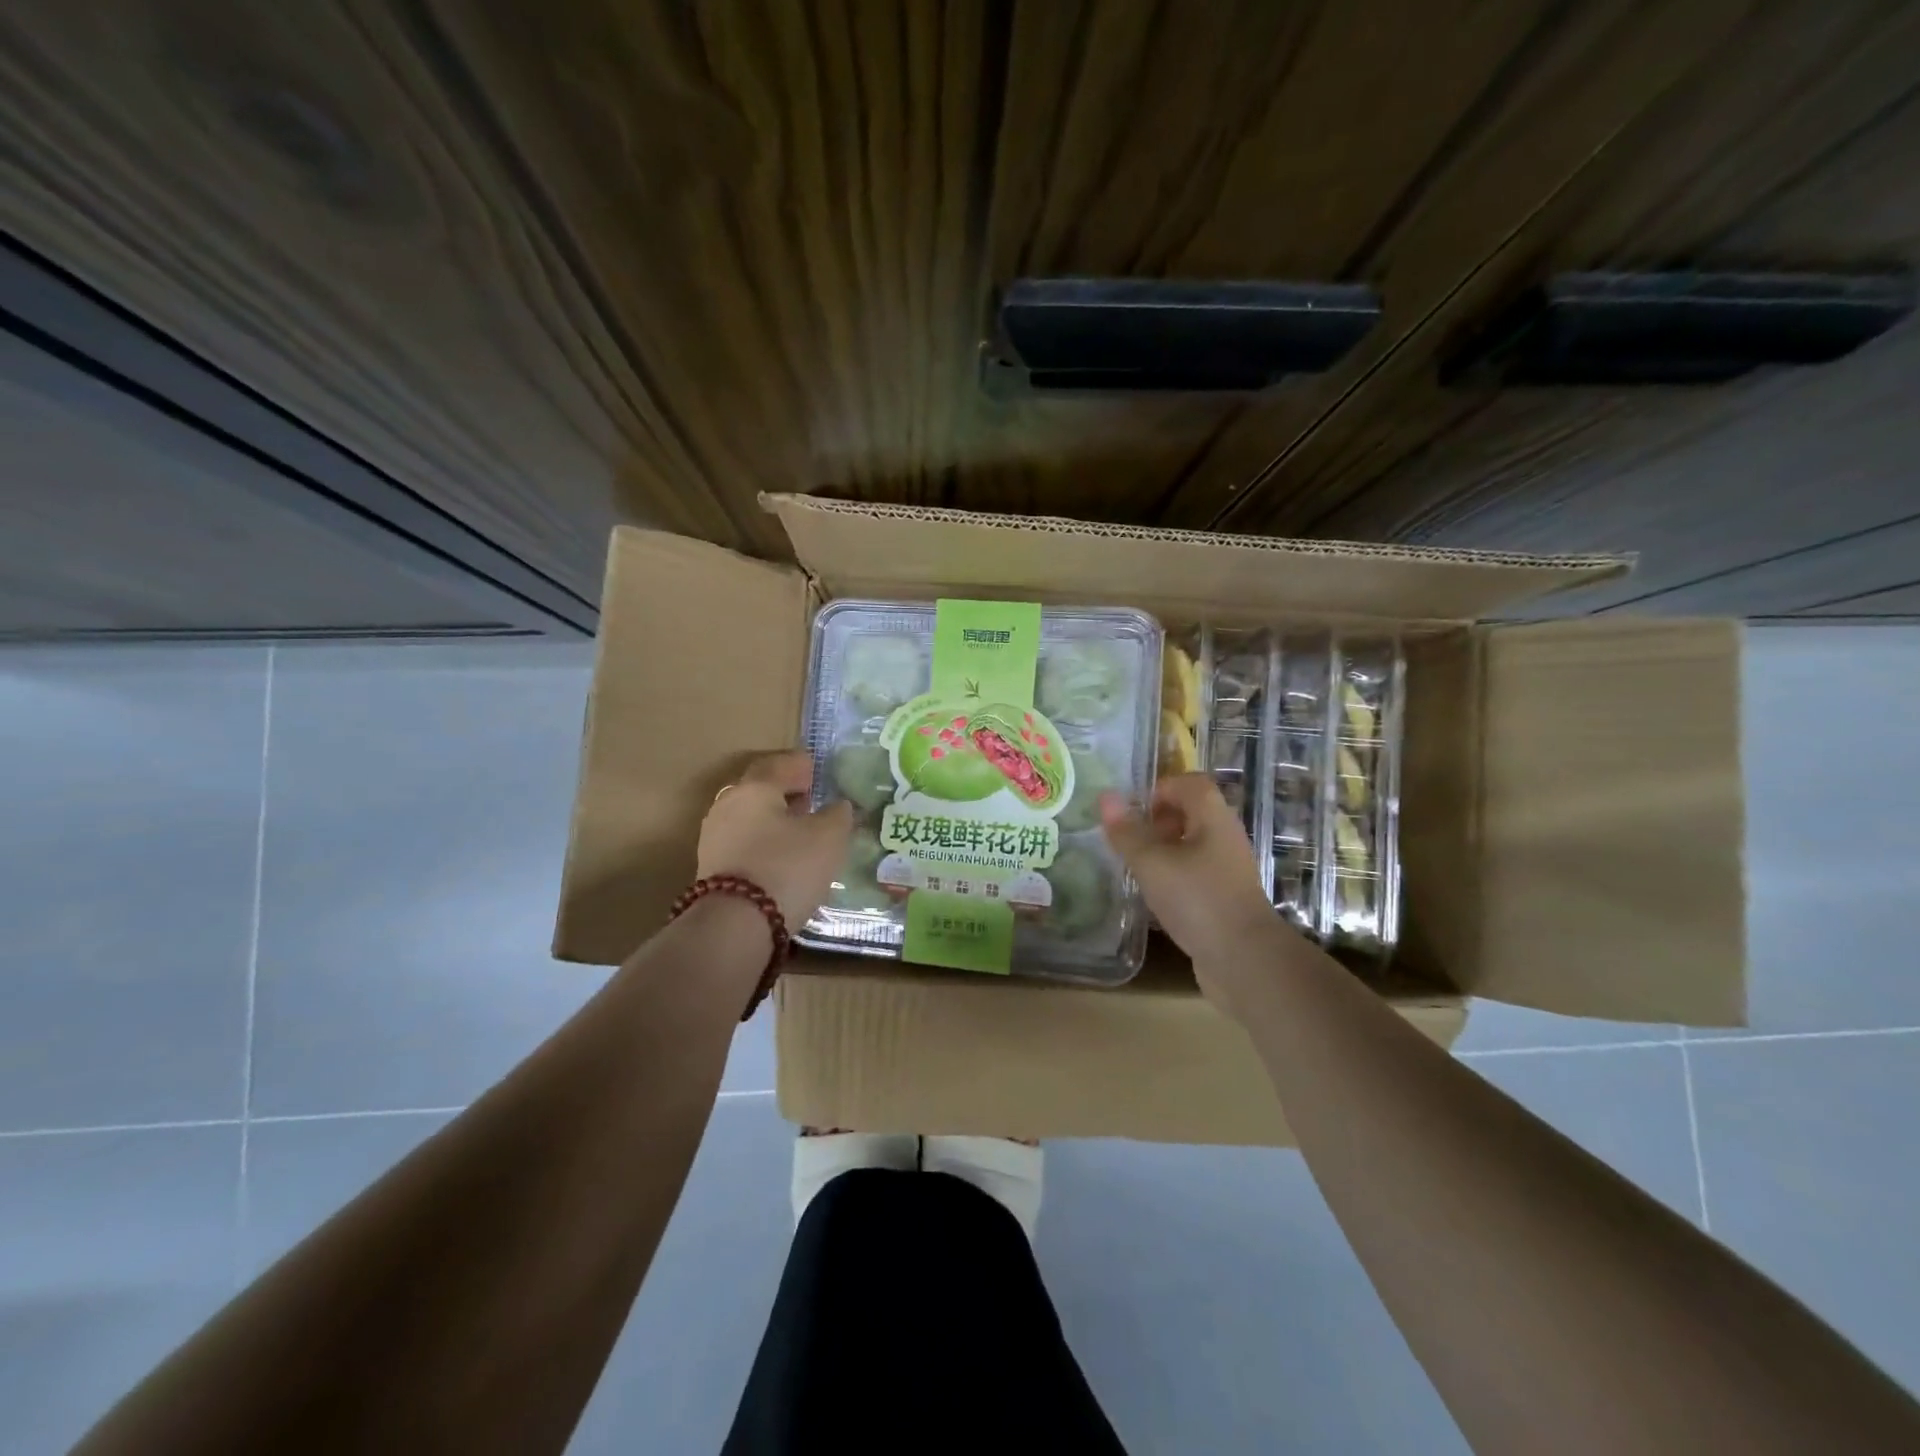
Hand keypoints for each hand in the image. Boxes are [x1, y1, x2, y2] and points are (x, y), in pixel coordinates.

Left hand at [698, 751, 852, 928]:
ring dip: (775, 820)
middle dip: (785, 792)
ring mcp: (714, 838)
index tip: (816, 769)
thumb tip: (838, 805)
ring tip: (801, 832)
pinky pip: (744, 845)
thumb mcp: (829, 837)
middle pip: (760, 790)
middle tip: (810, 799)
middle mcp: (728, 805)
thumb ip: (837, 815)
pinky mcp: (712, 869)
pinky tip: (783, 858)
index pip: (778, 764)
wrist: (736, 925)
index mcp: (754, 788)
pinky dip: (765, 844)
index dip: (800, 765)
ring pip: (751, 819)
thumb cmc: (787, 866)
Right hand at [1100, 774, 1291, 1007]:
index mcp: (1213, 818)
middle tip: (1129, 838)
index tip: (1133, 810)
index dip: (1161, 787)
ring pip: (1192, 846)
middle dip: (1157, 820)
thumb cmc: (1197, 899)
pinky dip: (1173, 877)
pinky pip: (1195, 874)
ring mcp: (1227, 870)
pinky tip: (1153, 896)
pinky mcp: (1224, 898)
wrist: (1245, 960)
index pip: (1191, 783)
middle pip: (1191, 813)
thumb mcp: (1152, 863)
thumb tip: (1105, 796)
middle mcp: (1224, 838)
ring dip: (1163, 850)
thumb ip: (1127, 832)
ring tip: (1135, 866)